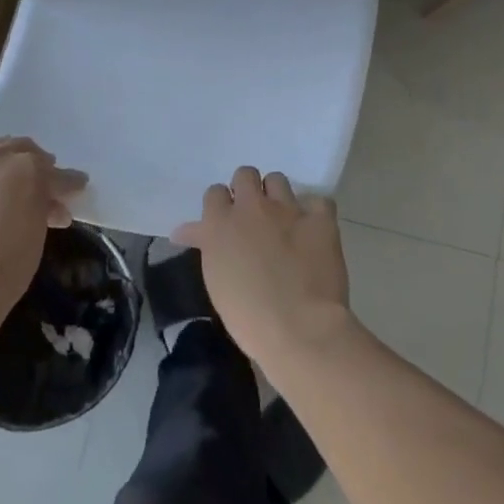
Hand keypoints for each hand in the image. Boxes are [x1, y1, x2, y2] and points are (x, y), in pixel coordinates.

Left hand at [0, 138, 86, 332]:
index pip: (56, 173)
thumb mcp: (39, 234)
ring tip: (6, 170)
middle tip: (43, 178)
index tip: (78, 188)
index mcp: (27, 168)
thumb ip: (45, 209)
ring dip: (1, 156)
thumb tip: (51, 205)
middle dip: (36, 162)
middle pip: (21, 149)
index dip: (70, 183)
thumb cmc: (9, 264)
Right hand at [172, 166, 352, 364]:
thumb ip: (206, 245)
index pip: (215, 192)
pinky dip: (315, 212)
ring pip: (278, 180)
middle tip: (253, 217)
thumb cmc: (248, 315)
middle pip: (246, 175)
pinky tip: (313, 229)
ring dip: (277, 196)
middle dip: (248, 191)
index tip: (227, 223)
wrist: (299, 328)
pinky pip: (318, 201)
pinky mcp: (320, 218)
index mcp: (221, 222)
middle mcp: (252, 207)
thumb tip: (183, 231)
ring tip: (282, 219)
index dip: (222, 205)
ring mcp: (288, 209)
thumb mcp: (215, 278)